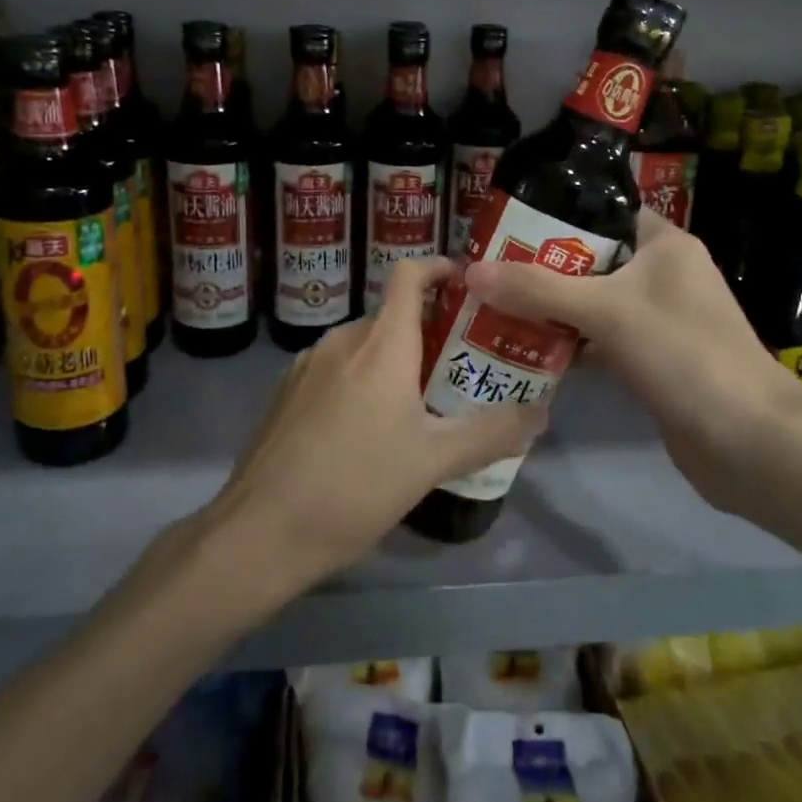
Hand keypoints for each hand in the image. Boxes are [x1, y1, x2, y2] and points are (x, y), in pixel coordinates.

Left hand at [203, 258, 546, 596]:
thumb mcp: (432, 463)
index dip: (439, 268)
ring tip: (418, 406)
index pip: (408, 275)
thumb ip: (490, 433)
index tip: (468, 286)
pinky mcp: (284, 393)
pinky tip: (365, 432)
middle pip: (391, 316)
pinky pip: (334, 370)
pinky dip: (359, 381)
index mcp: (380, 345)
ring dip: (392, 362)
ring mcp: (305, 365)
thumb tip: (541, 412)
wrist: (260, 532)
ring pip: (362, 347)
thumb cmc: (355, 487)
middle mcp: (340, 340)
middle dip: (428, 334)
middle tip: (459, 370)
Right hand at [462, 210, 801, 515]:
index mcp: (664, 245)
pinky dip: (568, 344)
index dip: (558, 214)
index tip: (507, 223)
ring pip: (593, 303)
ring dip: (550, 308)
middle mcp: (663, 276)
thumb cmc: (682, 353)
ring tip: (494, 305)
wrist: (747, 441)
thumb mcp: (606, 310)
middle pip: (591, 260)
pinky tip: (526, 350)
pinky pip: (600, 341)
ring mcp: (658, 321)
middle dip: (541, 266)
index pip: (605, 212)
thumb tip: (470, 271)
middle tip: (488, 268)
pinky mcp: (651, 361)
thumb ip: (537, 288)